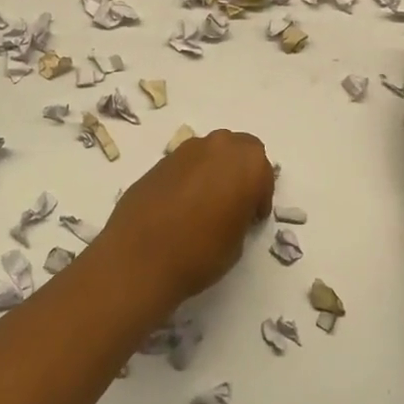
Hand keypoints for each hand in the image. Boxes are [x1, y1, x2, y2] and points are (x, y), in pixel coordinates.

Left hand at [96, 130, 274, 306]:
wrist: (139, 257)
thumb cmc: (200, 253)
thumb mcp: (237, 241)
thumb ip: (241, 214)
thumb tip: (232, 209)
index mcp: (246, 163)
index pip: (263, 172)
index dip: (260, 196)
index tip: (253, 218)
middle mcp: (218, 146)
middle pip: (239, 149)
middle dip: (241, 171)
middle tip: (236, 202)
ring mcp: (186, 150)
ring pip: (211, 152)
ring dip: (215, 169)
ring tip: (207, 202)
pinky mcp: (160, 160)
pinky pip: (186, 163)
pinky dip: (191, 176)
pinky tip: (182, 203)